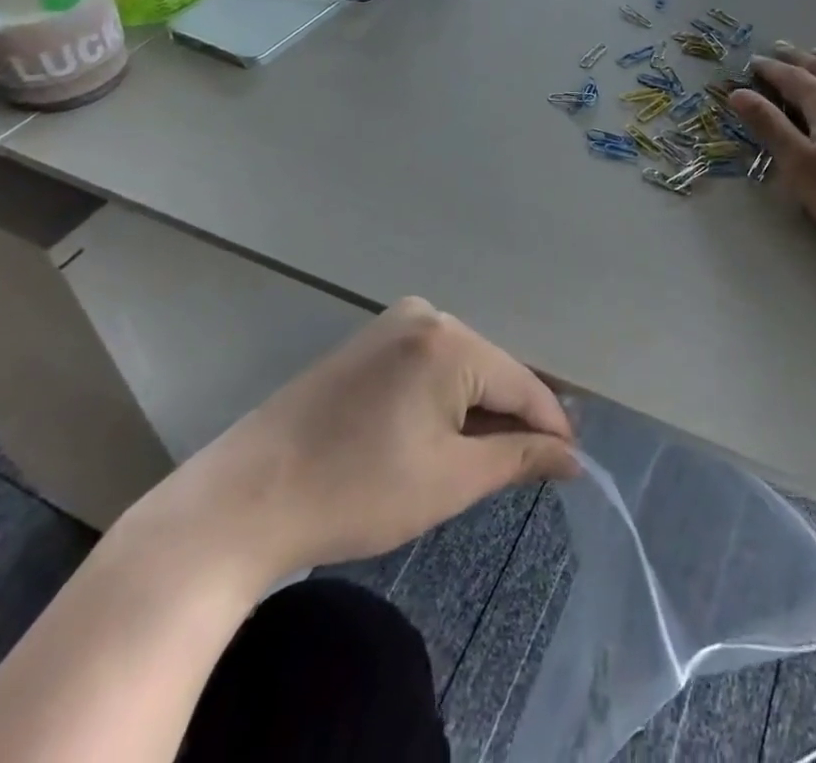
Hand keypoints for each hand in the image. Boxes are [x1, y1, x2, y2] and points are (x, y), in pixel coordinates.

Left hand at [121, 299, 576, 591]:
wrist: (243, 501)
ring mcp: (390, 324)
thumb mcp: (450, 480)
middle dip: (509, 420)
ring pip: (460, 368)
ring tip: (477, 463)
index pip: (522, 383)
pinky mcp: (366, 342)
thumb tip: (571, 455)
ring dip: (475, 412)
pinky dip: (442, 401)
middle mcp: (426, 315)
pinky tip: (434, 438)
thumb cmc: (356, 490)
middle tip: (521, 472)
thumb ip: (518, 457)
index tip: (572, 465)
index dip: (550, 427)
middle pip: (491, 370)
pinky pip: (427, 366)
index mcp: (449, 339)